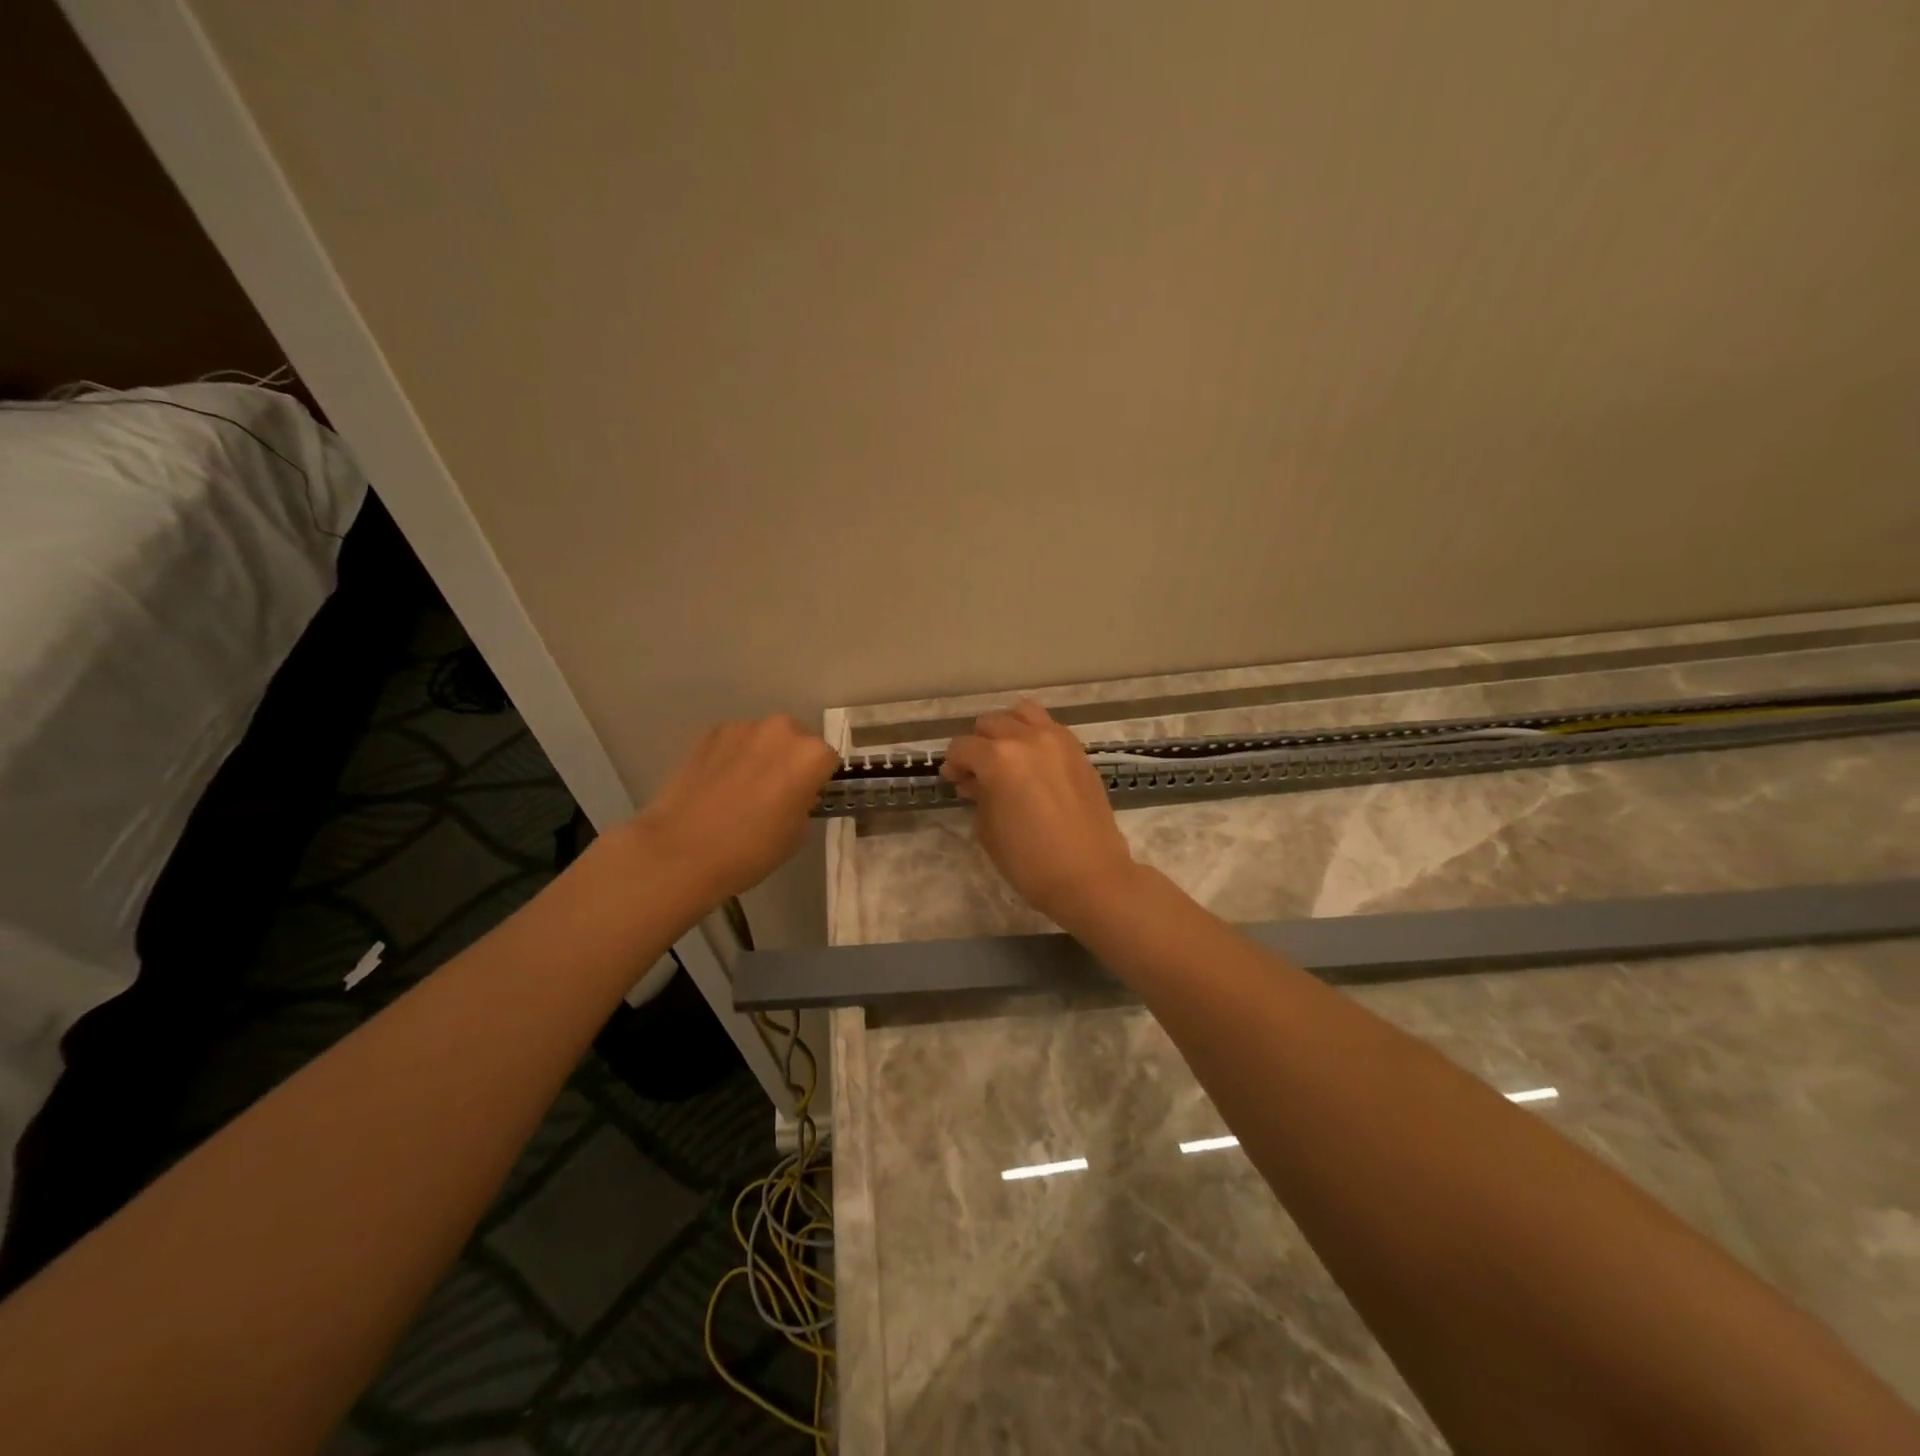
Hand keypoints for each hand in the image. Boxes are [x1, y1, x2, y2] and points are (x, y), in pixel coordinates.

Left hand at [631, 716, 838, 903]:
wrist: (682, 851)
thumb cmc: (751, 849)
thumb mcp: (797, 833)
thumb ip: (803, 802)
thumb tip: (792, 793)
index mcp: (811, 755)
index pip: (827, 760)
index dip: (817, 780)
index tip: (805, 798)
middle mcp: (781, 730)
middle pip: (797, 740)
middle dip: (791, 760)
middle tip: (776, 792)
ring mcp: (742, 728)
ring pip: (764, 738)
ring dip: (761, 755)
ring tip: (742, 789)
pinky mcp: (709, 733)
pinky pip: (734, 742)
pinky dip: (733, 756)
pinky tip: (718, 785)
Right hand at [941, 701, 1138, 926]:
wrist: (1090, 876)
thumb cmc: (1030, 861)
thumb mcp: (988, 830)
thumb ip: (978, 795)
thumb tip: (973, 779)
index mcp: (999, 758)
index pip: (962, 747)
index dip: (953, 764)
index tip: (955, 781)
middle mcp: (1027, 738)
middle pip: (990, 723)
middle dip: (978, 745)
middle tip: (979, 773)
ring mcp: (1058, 740)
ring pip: (1022, 713)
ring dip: (1008, 729)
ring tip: (1007, 757)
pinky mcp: (1079, 751)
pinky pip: (1049, 727)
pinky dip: (1034, 736)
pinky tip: (1034, 763)